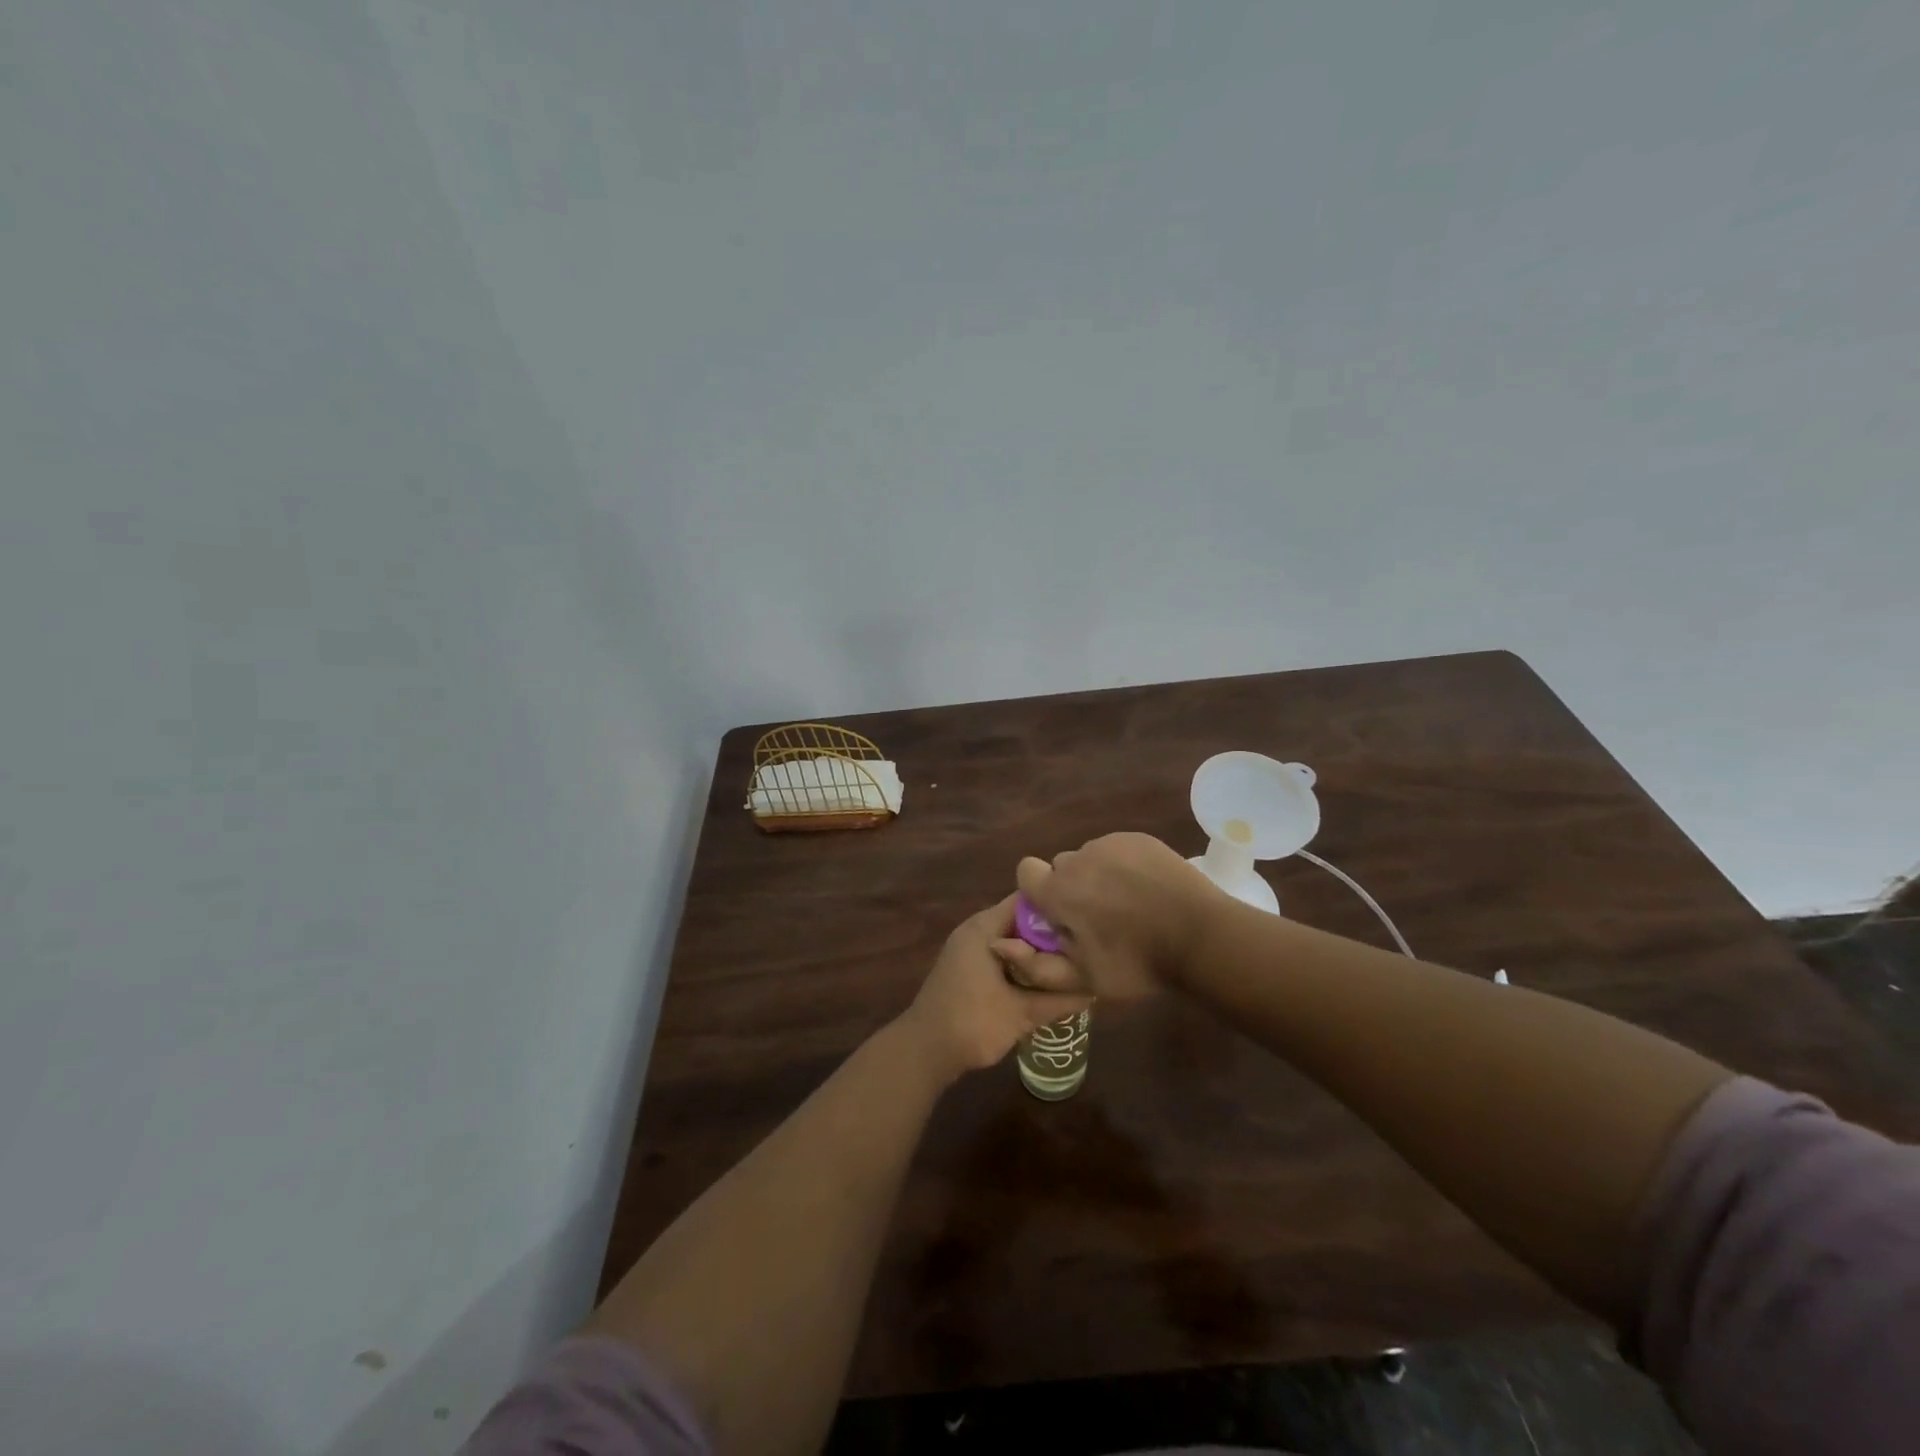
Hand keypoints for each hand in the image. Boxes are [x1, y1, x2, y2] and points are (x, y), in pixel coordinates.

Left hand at [898, 895, 1090, 1080]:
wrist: (924, 1051)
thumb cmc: (971, 1023)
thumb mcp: (1021, 1013)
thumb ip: (1058, 999)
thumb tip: (1095, 989)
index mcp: (985, 927)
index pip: (1028, 900)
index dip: (1057, 907)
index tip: (1085, 922)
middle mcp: (976, 929)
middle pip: (1022, 919)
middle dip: (1051, 933)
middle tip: (1084, 947)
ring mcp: (969, 948)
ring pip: (1012, 938)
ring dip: (1037, 951)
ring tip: (1072, 963)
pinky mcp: (967, 967)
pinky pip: (1002, 953)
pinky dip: (1022, 963)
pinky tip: (1044, 980)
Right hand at [1013, 833, 1223, 998]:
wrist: (1201, 937)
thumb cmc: (1138, 964)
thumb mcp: (1084, 979)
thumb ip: (1035, 965)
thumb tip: (998, 942)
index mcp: (1058, 891)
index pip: (1026, 872)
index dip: (1038, 892)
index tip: (1059, 915)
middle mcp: (1078, 859)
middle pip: (1061, 867)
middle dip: (1071, 887)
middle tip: (1099, 917)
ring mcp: (1110, 844)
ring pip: (1090, 857)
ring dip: (1098, 876)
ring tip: (1128, 904)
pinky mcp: (1138, 838)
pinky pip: (1117, 848)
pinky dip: (1123, 865)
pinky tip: (1146, 889)